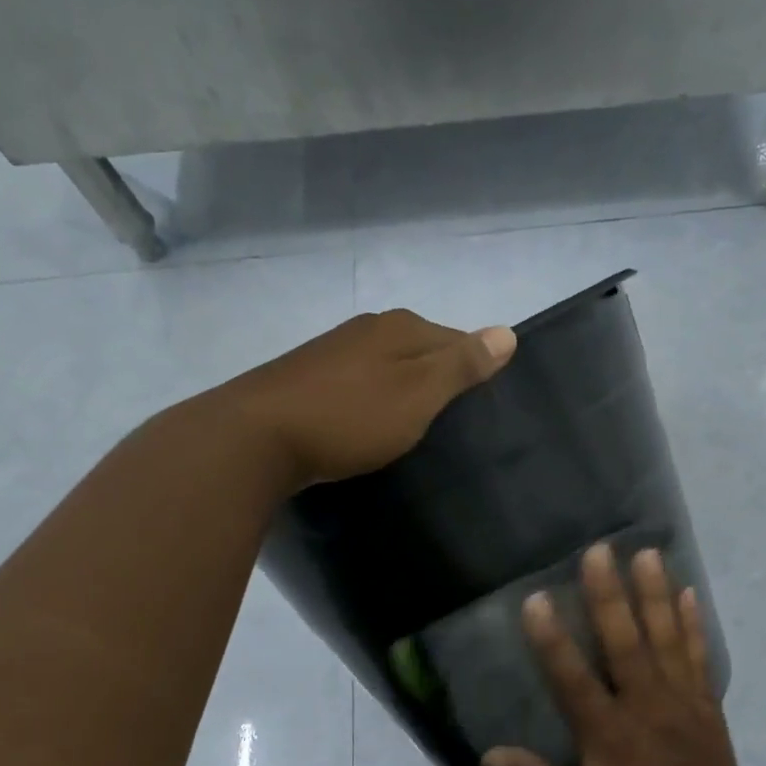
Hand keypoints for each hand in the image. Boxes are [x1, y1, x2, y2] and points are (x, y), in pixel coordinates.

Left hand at [226, 310, 516, 489]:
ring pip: (388, 367)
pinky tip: (369, 424)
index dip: (475, 370)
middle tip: (452, 423)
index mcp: (400, 327)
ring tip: (414, 428)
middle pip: (422, 350)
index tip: (481, 408)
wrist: (257, 438)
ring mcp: (334, 351)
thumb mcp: (418, 394)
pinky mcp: (308, 377)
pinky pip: (359, 384)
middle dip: (439, 379)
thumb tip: (508, 332)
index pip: (458, 339)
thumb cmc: (350, 417)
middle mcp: (368, 329)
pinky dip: (373, 400)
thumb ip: (461, 365)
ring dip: (405, 391)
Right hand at [482, 544, 743, 765]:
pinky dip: (694, 624)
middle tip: (599, 551)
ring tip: (647, 552)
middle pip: (626, 643)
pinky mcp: (708, 708)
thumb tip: (489, 755)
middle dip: (610, 595)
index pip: (573, 680)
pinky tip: (689, 592)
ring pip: (667, 640)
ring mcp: (683, 705)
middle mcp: (647, 710)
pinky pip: (700, 658)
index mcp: (609, 738)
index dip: (552, 639)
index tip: (535, 599)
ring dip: (656, 594)